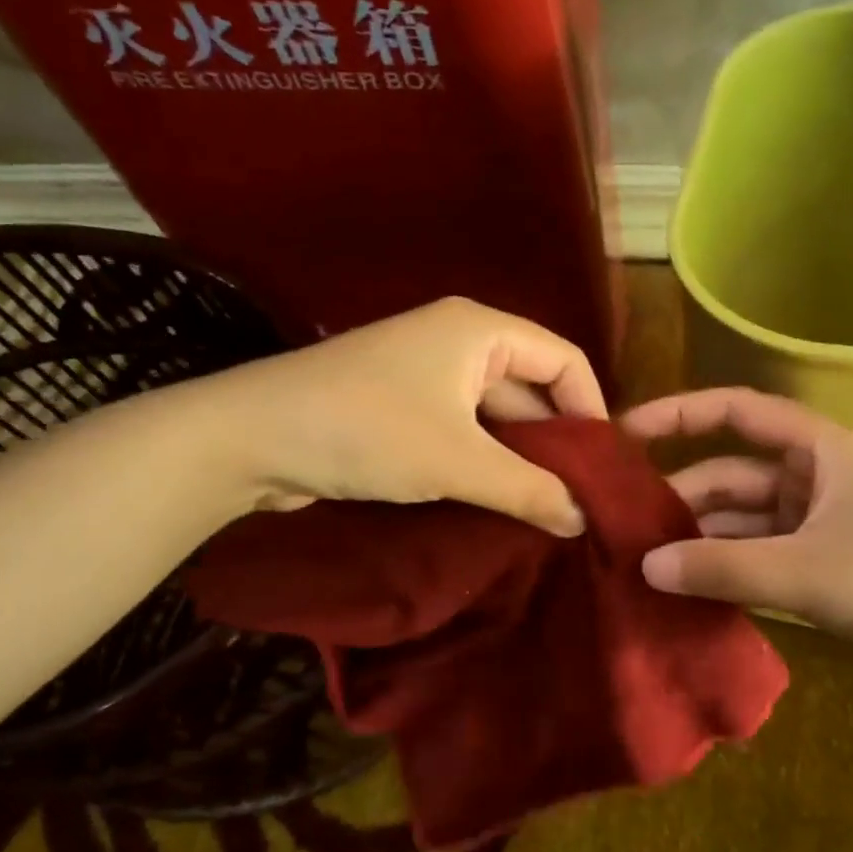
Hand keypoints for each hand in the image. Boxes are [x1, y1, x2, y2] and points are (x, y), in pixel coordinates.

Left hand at [189, 297, 605, 535]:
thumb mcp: (458, 462)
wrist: (250, 438)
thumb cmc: (367, 431)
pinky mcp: (400, 406)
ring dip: (518, 458)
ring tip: (546, 509)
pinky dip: (482, 461)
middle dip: (554, 442)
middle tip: (579, 499)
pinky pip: (461, 429)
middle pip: (530, 388)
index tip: (602, 466)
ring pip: (494, 415)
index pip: (563, 359)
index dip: (591, 409)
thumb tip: (582, 520)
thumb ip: (529, 490)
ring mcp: (425, 374)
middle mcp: (458, 342)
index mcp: (480, 331)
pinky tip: (498, 501)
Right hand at [622, 388, 852, 695]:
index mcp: (820, 450)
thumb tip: (645, 566)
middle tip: (620, 527)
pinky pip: (761, 554)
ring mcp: (820, 521)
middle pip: (732, 473)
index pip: (737, 412)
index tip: (623, 434)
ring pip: (743, 519)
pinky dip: (727, 568)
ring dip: (700, 539)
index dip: (678, 415)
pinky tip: (689, 590)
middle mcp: (816, 476)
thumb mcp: (806, 574)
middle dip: (680, 497)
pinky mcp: (825, 562)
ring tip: (643, 565)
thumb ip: (722, 569)